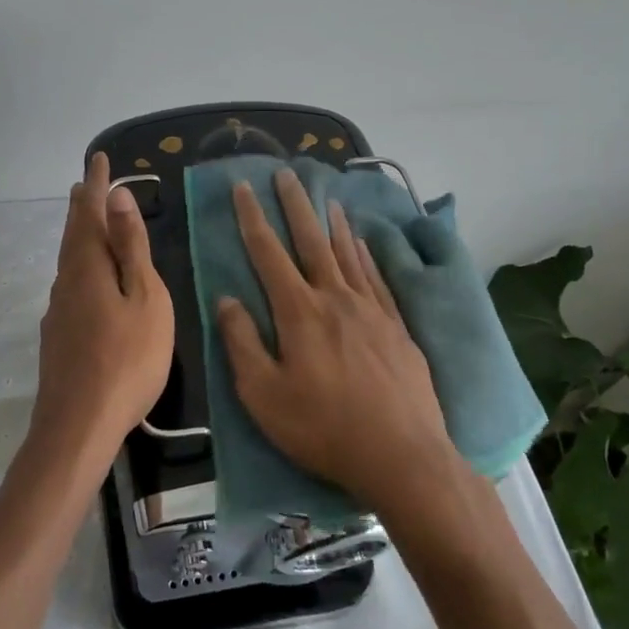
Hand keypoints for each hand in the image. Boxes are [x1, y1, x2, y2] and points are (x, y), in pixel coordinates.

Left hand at [32, 152, 173, 469]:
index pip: (90, 213)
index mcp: (88, 267)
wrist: (78, 427)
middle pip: (74, 235)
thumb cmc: (126, 360)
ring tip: (88, 223)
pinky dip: (81, 267)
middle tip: (87, 183)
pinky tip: (87, 281)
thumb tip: (116, 196)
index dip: (97, 185)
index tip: (98, 158)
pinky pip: (71, 285)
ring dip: (80, 236)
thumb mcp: (144, 298)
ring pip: (70, 261)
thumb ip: (131, 248)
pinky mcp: (58, 337)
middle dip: (82, 206)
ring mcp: (58, 312)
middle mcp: (66, 282)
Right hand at [215, 169, 454, 512]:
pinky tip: (362, 242)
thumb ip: (242, 342)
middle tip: (286, 173)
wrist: (402, 456)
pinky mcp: (397, 326)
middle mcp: (335, 298)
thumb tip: (226, 299)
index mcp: (299, 312)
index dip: (252, 218)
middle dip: (295, 204)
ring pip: (347, 252)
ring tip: (325, 196)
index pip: (268, 253)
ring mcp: (371, 309)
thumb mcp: (263, 395)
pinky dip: (365, 253)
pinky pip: (377, 276)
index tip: (243, 188)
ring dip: (332, 222)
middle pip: (311, 240)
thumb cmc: (323, 429)